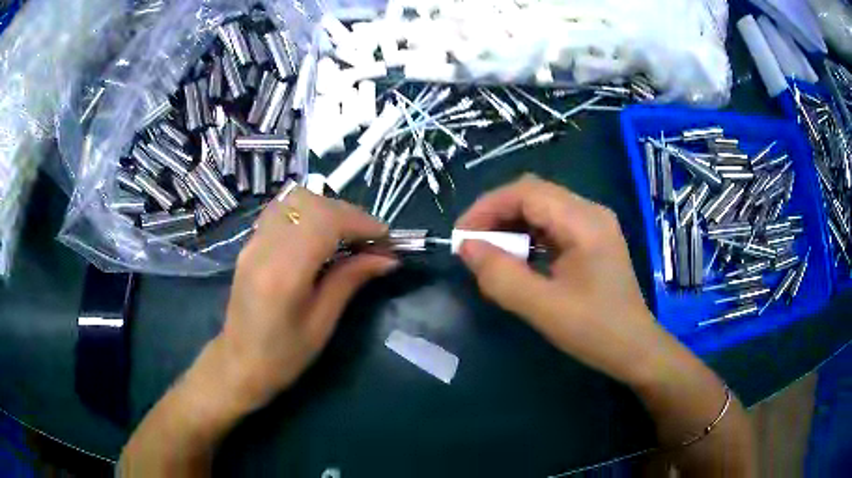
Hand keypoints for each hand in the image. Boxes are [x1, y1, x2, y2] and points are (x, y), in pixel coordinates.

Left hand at [216, 186, 397, 410]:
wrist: (239, 363)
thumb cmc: (283, 355)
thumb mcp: (322, 323)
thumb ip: (350, 281)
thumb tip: (387, 258)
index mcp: (284, 273)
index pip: (325, 221)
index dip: (360, 221)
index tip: (385, 238)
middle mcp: (265, 247)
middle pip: (309, 202)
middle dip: (346, 213)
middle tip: (368, 239)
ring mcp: (253, 242)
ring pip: (293, 200)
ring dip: (326, 209)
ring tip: (345, 234)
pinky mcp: (250, 243)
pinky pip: (281, 210)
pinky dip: (307, 213)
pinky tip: (318, 236)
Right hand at [456, 175, 665, 384]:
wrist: (635, 349)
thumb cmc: (595, 330)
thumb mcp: (544, 307)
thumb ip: (502, 276)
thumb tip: (467, 247)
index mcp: (584, 221)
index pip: (526, 192)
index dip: (487, 207)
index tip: (461, 236)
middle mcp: (590, 212)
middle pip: (533, 194)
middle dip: (496, 215)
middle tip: (472, 245)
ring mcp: (593, 225)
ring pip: (541, 208)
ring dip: (511, 225)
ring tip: (490, 253)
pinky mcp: (591, 240)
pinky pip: (551, 225)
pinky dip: (527, 237)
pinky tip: (516, 259)